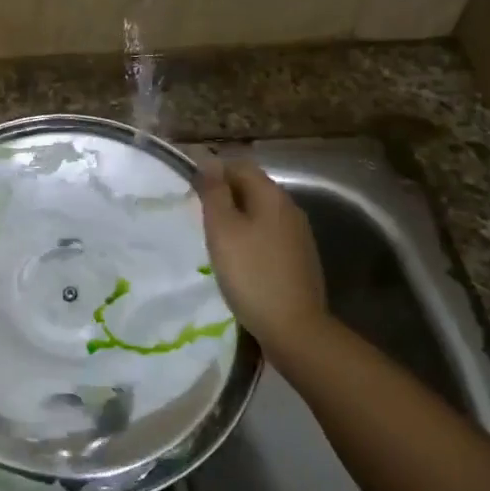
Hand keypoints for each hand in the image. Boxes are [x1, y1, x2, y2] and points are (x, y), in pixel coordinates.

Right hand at [196, 158, 329, 360]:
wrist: (294, 328)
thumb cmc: (251, 274)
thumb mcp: (223, 230)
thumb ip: (214, 193)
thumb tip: (209, 162)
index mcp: (272, 196)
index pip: (240, 166)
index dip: (214, 172)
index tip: (190, 190)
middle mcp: (290, 208)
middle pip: (252, 188)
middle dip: (225, 195)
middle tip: (198, 215)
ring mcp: (298, 235)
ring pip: (261, 213)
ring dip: (237, 218)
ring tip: (214, 238)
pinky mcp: (299, 259)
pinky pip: (269, 235)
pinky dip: (250, 237)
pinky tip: (238, 259)